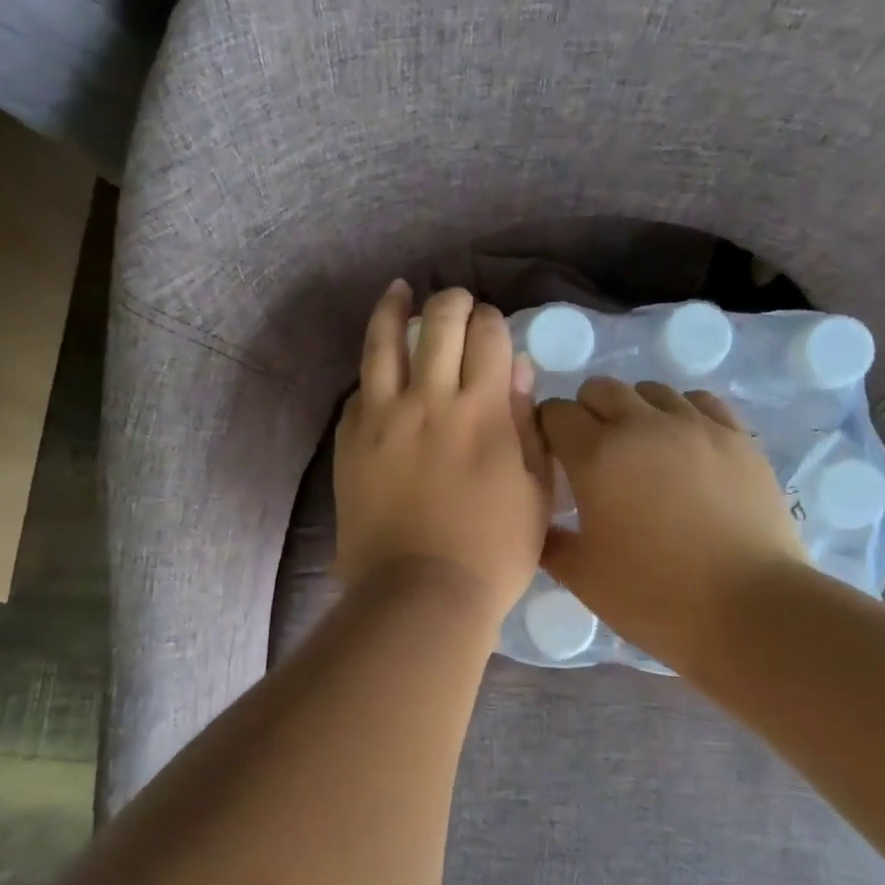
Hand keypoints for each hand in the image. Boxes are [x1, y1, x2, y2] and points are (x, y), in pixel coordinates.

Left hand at [334, 283, 548, 620]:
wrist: (420, 594)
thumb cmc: (492, 552)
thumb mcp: (534, 491)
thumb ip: (527, 425)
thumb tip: (518, 369)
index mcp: (482, 411)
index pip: (488, 336)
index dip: (493, 321)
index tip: (493, 326)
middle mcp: (429, 400)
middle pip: (439, 322)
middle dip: (453, 302)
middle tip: (457, 304)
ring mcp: (382, 417)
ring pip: (384, 341)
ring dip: (395, 307)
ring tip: (400, 290)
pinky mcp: (350, 440)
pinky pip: (359, 389)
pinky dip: (373, 372)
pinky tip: (379, 367)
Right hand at [537, 380, 808, 670]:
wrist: (750, 610)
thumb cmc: (654, 596)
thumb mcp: (582, 576)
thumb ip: (549, 541)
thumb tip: (537, 522)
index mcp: (596, 455)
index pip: (554, 413)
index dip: (547, 431)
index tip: (553, 459)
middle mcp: (642, 425)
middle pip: (600, 388)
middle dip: (587, 412)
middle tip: (593, 455)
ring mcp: (695, 426)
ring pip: (651, 391)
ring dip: (635, 411)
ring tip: (642, 450)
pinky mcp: (737, 436)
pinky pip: (700, 402)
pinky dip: (682, 414)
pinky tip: (685, 446)